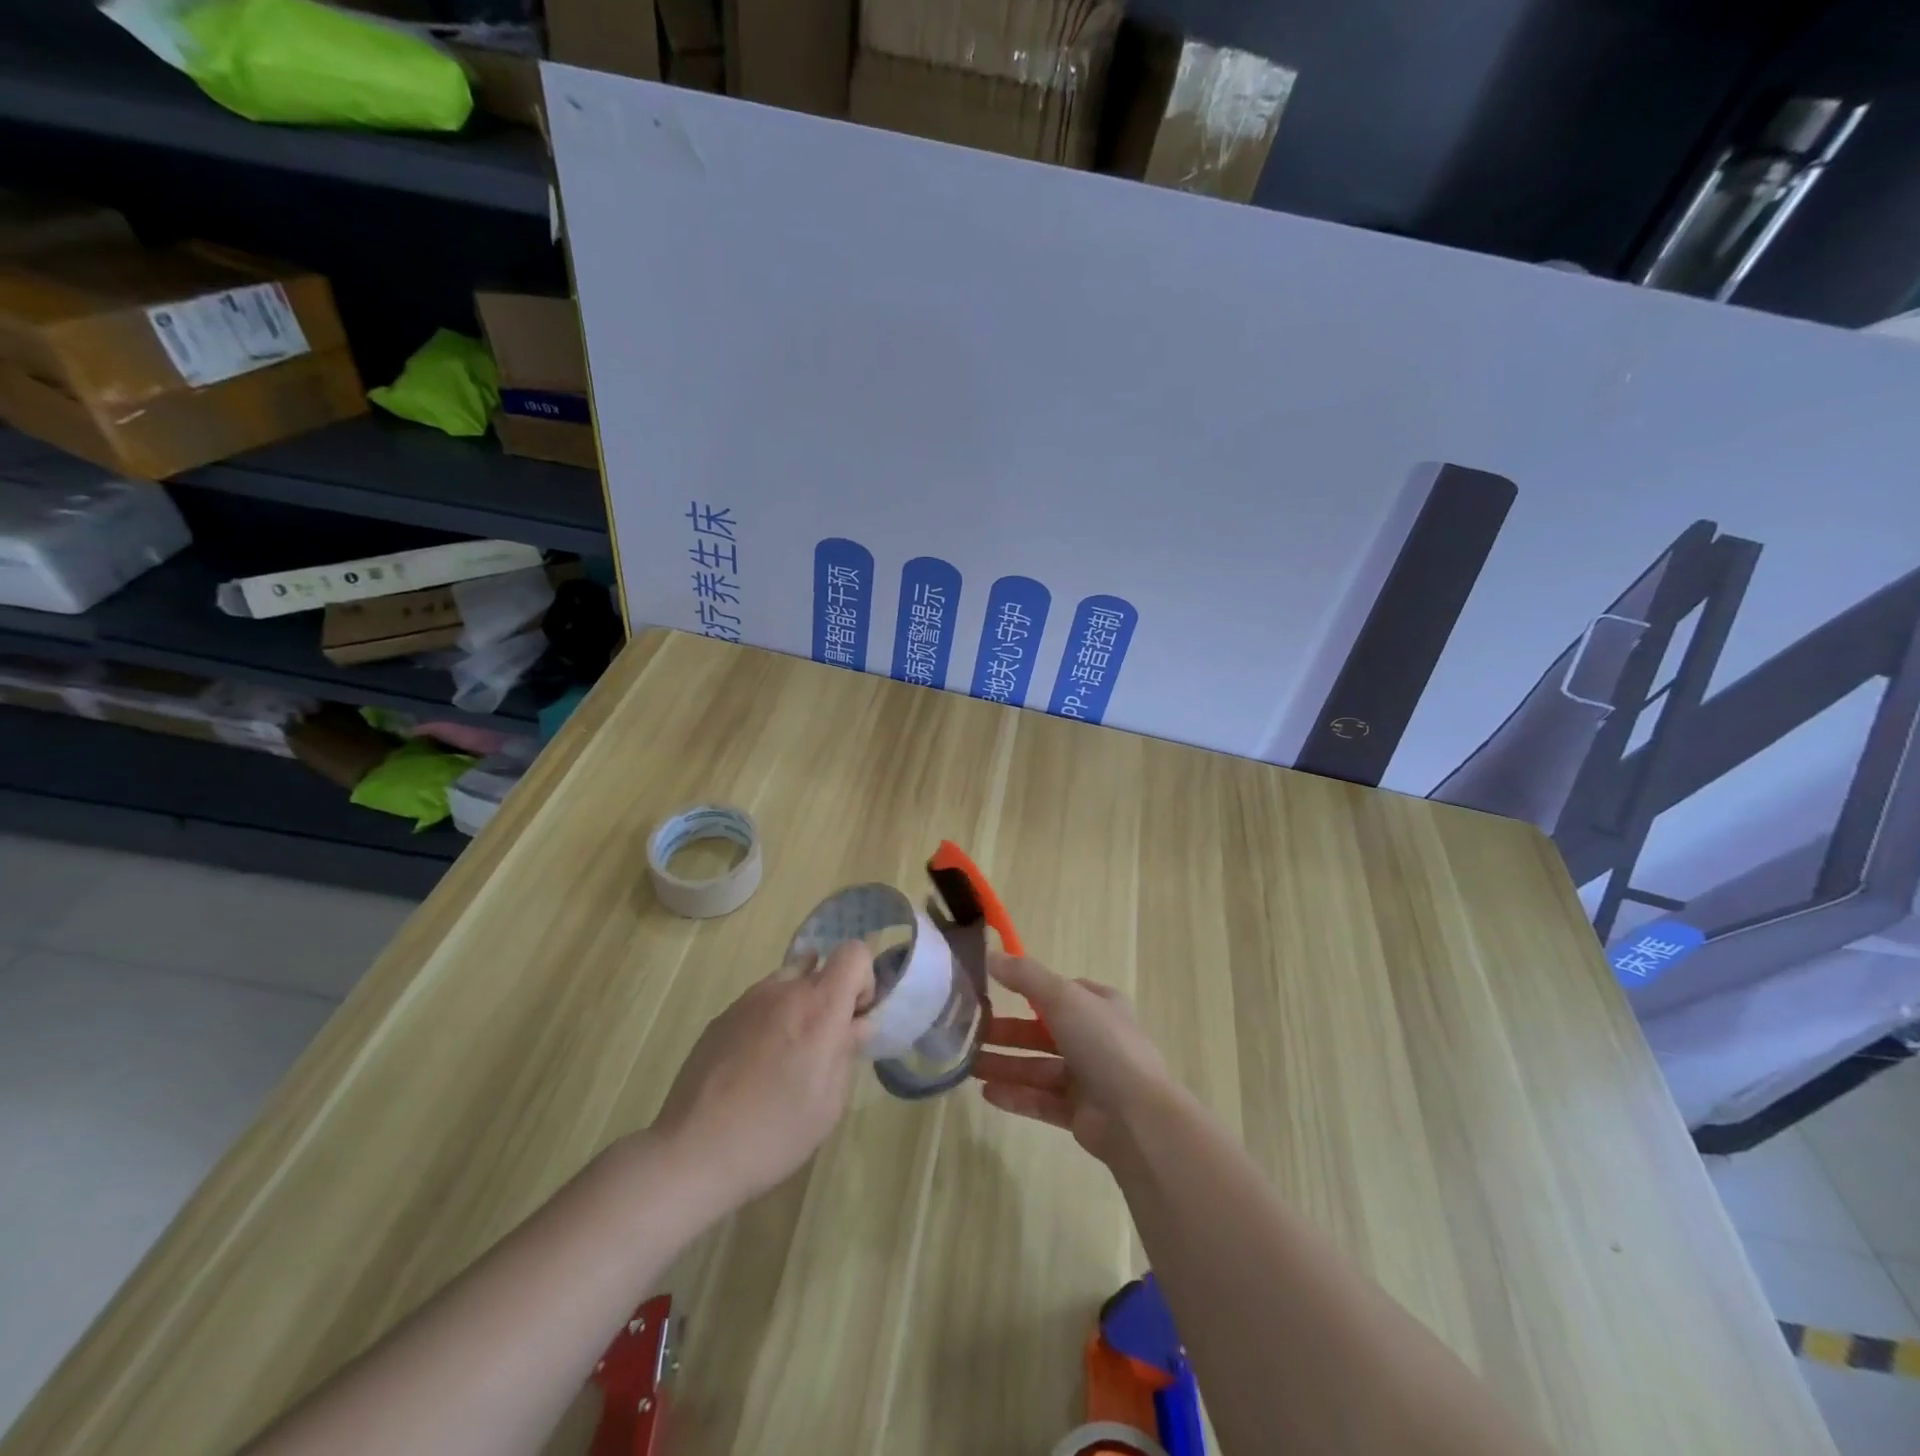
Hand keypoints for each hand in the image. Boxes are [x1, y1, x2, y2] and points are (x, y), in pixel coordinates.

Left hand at [652, 940, 873, 1213]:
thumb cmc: (775, 1132)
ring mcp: (747, 1001)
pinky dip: (768, 1021)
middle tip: (822, 1045)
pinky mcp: (720, 1018)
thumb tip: (856, 1025)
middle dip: (830, 997)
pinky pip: (759, 1004)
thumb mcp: (829, 1103)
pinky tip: (753, 1067)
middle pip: (820, 968)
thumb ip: (847, 1052)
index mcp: (819, 1007)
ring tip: (785, 1055)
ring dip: (798, 1006)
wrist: (693, 1152)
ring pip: (787, 982)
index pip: (854, 952)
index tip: (854, 1018)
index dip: (863, 979)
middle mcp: (784, 991)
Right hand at [971, 953, 1174, 1164]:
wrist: (1137, 1117)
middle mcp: (1096, 1039)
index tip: (992, 988)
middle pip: (1042, 1031)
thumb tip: (990, 955)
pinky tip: (986, 1093)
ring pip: (1038, 1067)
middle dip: (1007, 1031)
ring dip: (1004, 1064)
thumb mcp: (1063, 997)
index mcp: (1100, 1006)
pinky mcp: (1080, 1114)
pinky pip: (1041, 1100)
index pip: (1060, 991)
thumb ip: (1025, 976)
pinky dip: (1016, 1095)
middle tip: (970, 1032)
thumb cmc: (1103, 1044)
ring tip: (967, 1065)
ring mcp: (1089, 1078)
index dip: (1028, 989)